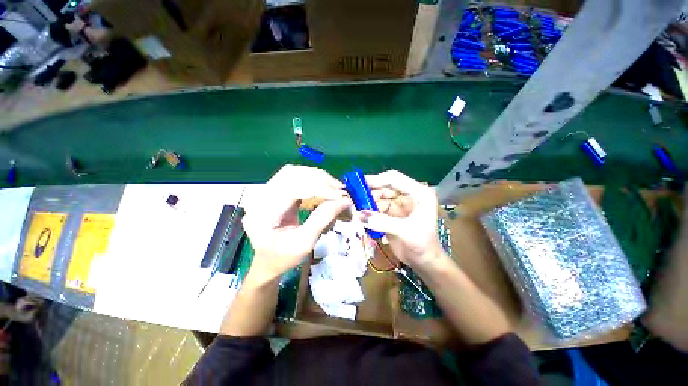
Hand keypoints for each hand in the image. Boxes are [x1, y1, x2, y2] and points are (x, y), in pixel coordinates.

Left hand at [242, 165, 349, 282]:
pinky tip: (323, 186)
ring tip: (334, 186)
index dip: (319, 188)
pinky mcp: (272, 190)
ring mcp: (264, 192)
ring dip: (316, 176)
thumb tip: (344, 200)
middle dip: (319, 179)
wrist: (267, 261)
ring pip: (293, 172)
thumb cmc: (284, 258)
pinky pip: (292, 176)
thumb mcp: (305, 243)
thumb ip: (323, 219)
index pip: (292, 189)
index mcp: (262, 214)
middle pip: (291, 174)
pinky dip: (310, 178)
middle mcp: (259, 197)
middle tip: (340, 189)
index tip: (341, 194)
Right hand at [357, 170, 444, 269]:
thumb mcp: (405, 231)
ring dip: (366, 202)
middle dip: (368, 192)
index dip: (376, 180)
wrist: (424, 263)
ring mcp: (398, 204)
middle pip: (384, 187)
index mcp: (418, 192)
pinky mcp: (391, 214)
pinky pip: (376, 208)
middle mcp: (407, 195)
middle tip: (351, 196)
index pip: (394, 179)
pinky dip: (367, 211)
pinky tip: (359, 215)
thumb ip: (382, 222)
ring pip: (378, 197)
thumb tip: (358, 215)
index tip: (358, 184)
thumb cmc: (423, 245)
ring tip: (353, 207)